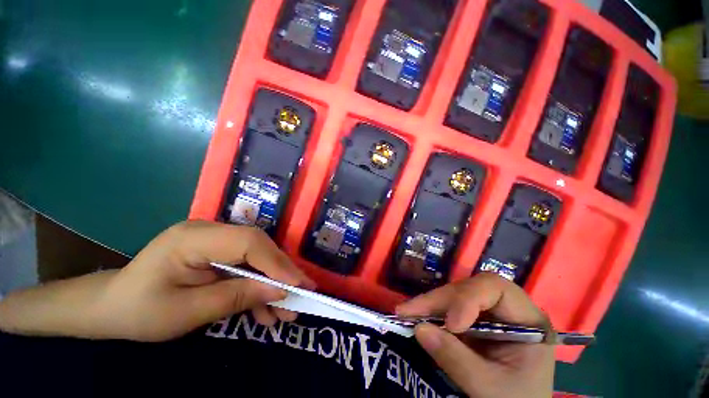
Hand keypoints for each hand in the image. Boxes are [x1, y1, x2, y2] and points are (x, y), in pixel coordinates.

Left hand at [94, 221, 314, 341]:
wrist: (111, 307)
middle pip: (258, 247)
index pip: (248, 242)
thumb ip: (235, 297)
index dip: (276, 262)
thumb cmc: (139, 311)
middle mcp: (211, 231)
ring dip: (273, 283)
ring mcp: (217, 241)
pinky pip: (246, 267)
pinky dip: (257, 288)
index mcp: (194, 238)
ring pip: (257, 257)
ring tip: (287, 311)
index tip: (298, 285)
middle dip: (281, 272)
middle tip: (303, 293)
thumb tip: (280, 291)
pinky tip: (265, 310)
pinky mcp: (220, 253)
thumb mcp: (185, 312)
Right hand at [396, 273, 553, 397]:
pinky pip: (448, 307)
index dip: (469, 297)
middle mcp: (505, 308)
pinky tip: (415, 316)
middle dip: (438, 300)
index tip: (451, 324)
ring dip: (429, 304)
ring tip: (406, 312)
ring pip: (454, 295)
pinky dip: (430, 312)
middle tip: (408, 311)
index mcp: (527, 319)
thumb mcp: (490, 388)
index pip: (496, 288)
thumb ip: (457, 360)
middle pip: (468, 288)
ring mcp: (487, 312)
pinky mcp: (472, 319)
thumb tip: (419, 329)